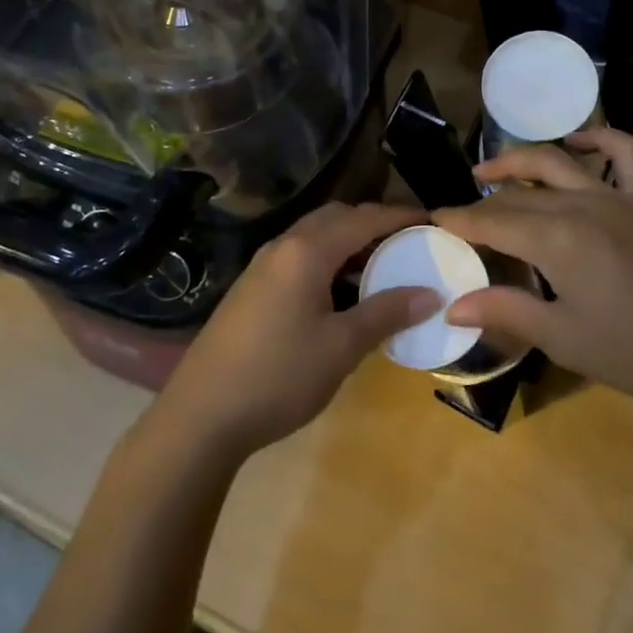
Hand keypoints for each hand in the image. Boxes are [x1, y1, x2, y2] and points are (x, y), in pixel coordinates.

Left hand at [156, 203, 438, 460]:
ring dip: (349, 241)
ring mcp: (263, 265)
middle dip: (373, 222)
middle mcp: (284, 245)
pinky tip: (340, 291)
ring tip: (381, 265)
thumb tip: (431, 294)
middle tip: (407, 241)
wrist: (200, 415)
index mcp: (307, 250)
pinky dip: (328, 258)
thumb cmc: (278, 375)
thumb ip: (386, 313)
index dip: (399, 216)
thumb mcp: (341, 347)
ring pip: (315, 235)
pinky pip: (300, 255)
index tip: (432, 220)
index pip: (363, 218)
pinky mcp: (252, 287)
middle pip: (336, 217)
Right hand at [433, 129, 632, 408]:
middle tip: (461, 212)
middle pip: (519, 194)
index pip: (494, 222)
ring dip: (520, 161)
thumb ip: (506, 311)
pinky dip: (600, 139)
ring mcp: (618, 195)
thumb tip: (452, 304)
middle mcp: (581, 203)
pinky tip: (580, 142)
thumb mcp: (563, 338)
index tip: (434, 220)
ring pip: (558, 163)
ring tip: (493, 169)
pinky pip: (626, 152)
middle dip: (483, 201)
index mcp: (556, 238)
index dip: (461, 221)